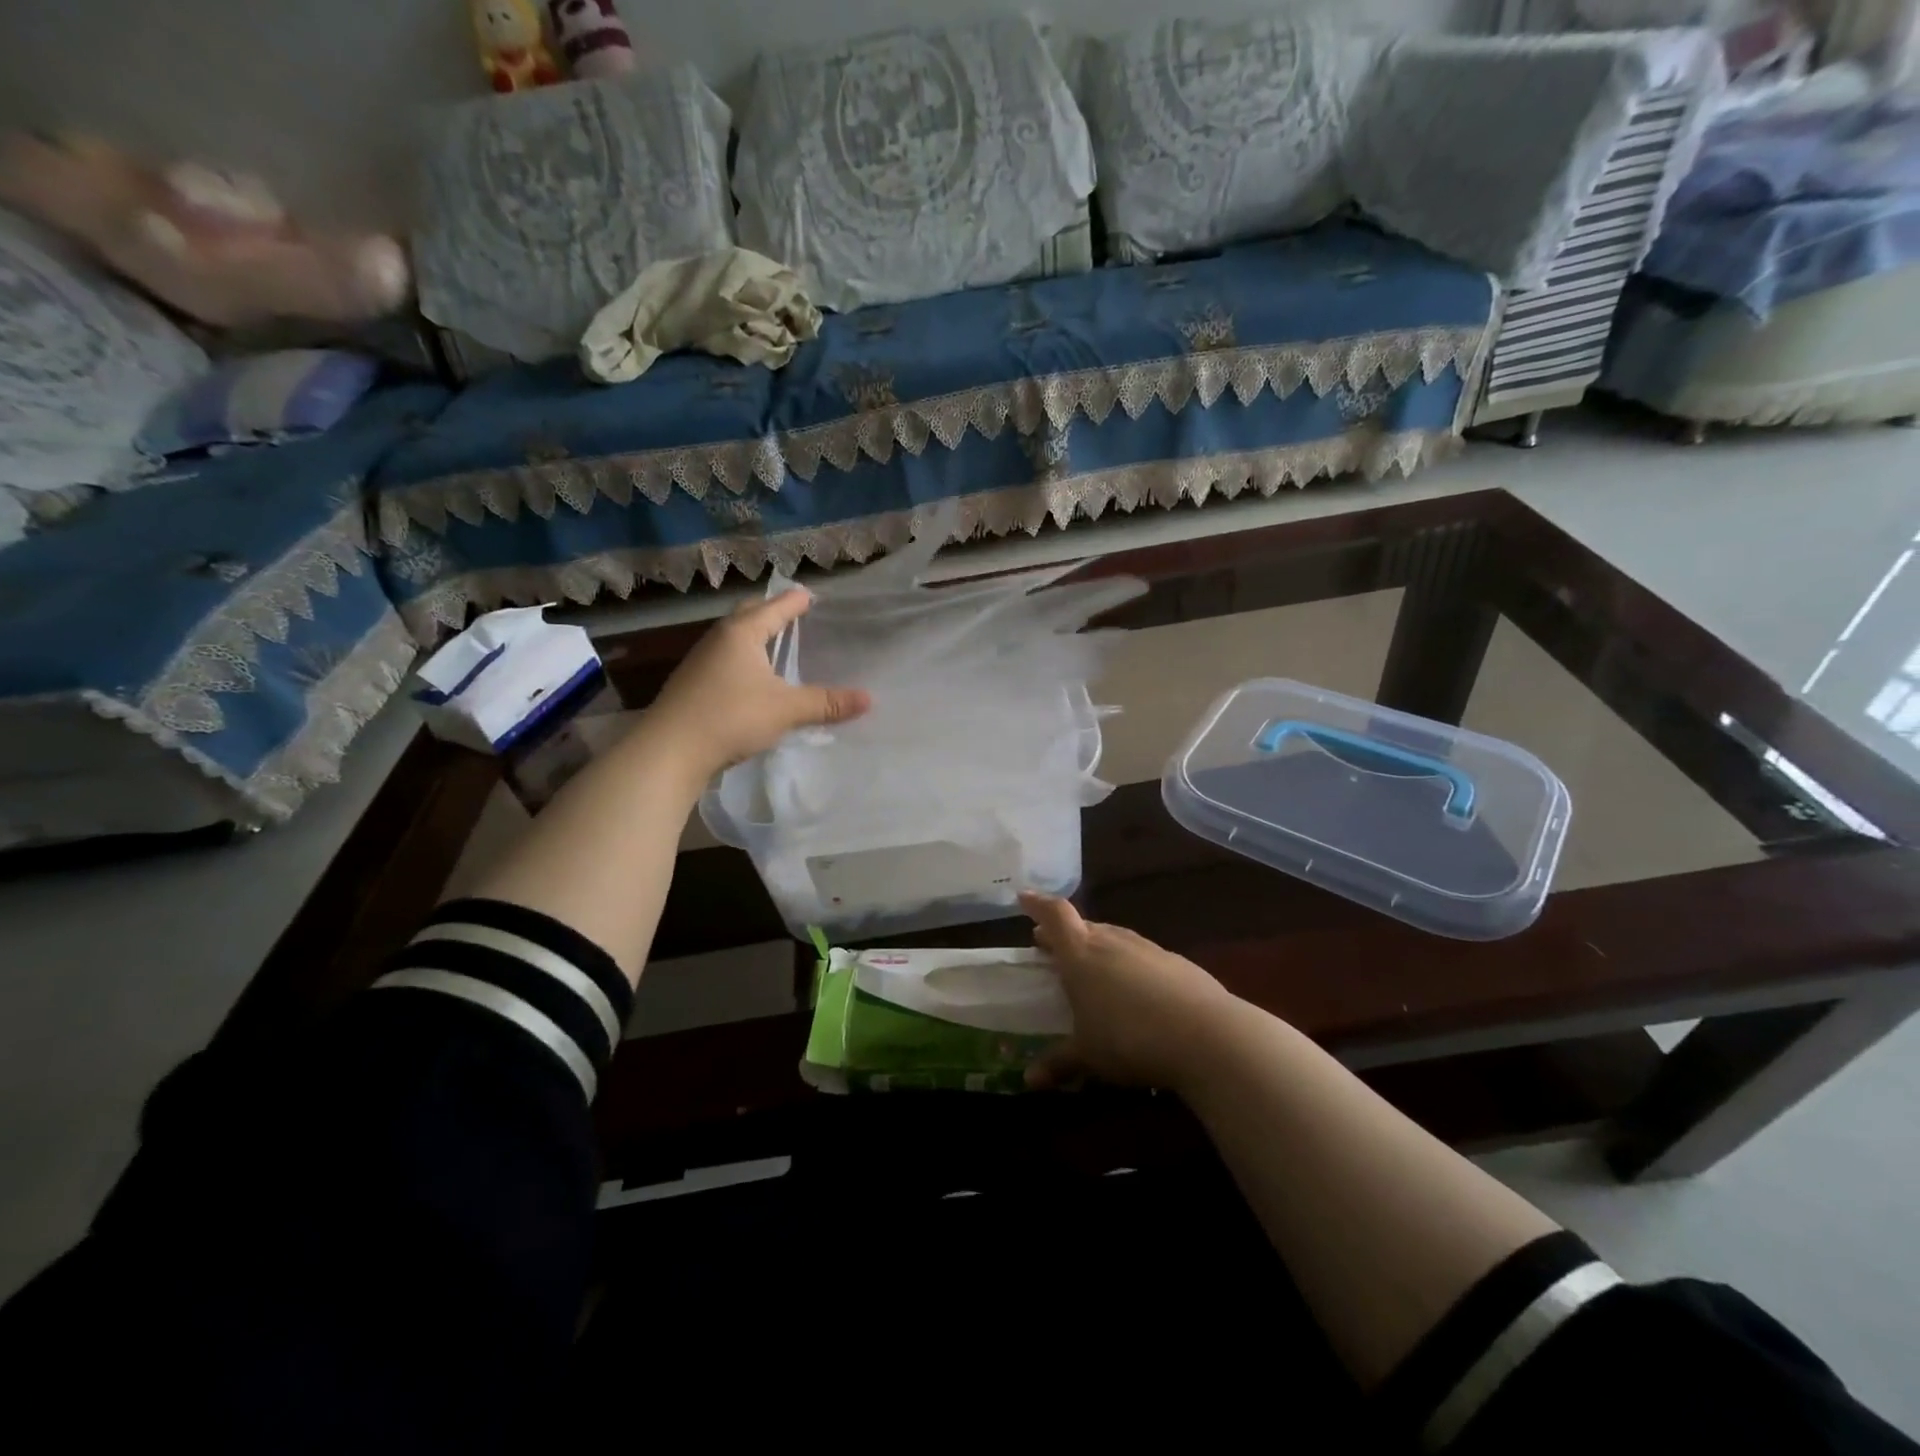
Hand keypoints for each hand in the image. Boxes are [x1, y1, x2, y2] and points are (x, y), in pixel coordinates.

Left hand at [648, 590, 870, 778]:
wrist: (669, 751)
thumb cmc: (731, 717)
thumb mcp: (786, 710)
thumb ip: (826, 703)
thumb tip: (869, 699)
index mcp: (742, 633)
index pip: (774, 607)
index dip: (795, 601)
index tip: (810, 595)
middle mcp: (718, 639)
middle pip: (748, 615)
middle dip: (770, 612)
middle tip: (791, 613)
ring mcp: (700, 662)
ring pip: (733, 639)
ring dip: (753, 637)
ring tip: (774, 644)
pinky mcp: (692, 685)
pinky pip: (725, 661)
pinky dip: (742, 660)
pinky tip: (751, 678)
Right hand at [1021, 893, 1236, 1092]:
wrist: (1207, 1036)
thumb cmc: (1130, 1039)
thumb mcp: (1089, 1057)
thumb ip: (1059, 1063)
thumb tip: (1029, 1080)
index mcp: (1081, 954)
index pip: (1055, 915)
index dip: (1038, 904)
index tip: (1024, 898)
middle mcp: (1113, 942)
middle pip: (1084, 925)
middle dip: (1066, 933)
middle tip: (1053, 946)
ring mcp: (1148, 949)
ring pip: (1115, 938)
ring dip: (1099, 946)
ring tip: (1094, 967)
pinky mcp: (1178, 963)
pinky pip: (1143, 956)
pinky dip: (1130, 965)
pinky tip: (1137, 990)